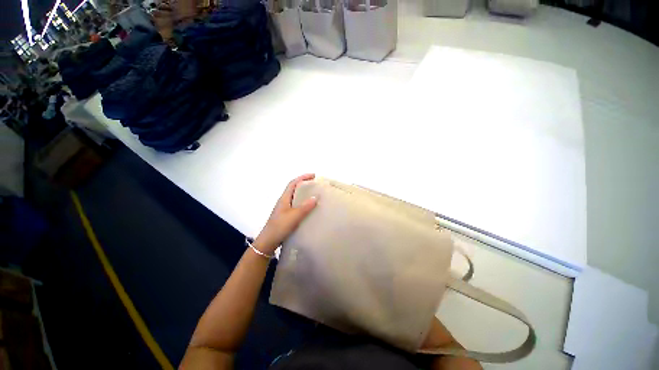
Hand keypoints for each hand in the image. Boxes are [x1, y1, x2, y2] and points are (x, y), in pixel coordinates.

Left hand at [253, 174, 317, 255]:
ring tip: (315, 195)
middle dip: (305, 184)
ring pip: (296, 197)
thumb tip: (316, 197)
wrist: (268, 241)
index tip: (313, 175)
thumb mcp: (294, 216)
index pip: (293, 183)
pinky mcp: (286, 216)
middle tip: (316, 185)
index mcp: (284, 198)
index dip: (303, 177)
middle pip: (294, 189)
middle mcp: (284, 201)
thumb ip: (305, 207)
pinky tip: (309, 209)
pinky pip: (297, 205)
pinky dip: (303, 203)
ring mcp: (285, 209)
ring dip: (304, 194)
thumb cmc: (280, 226)